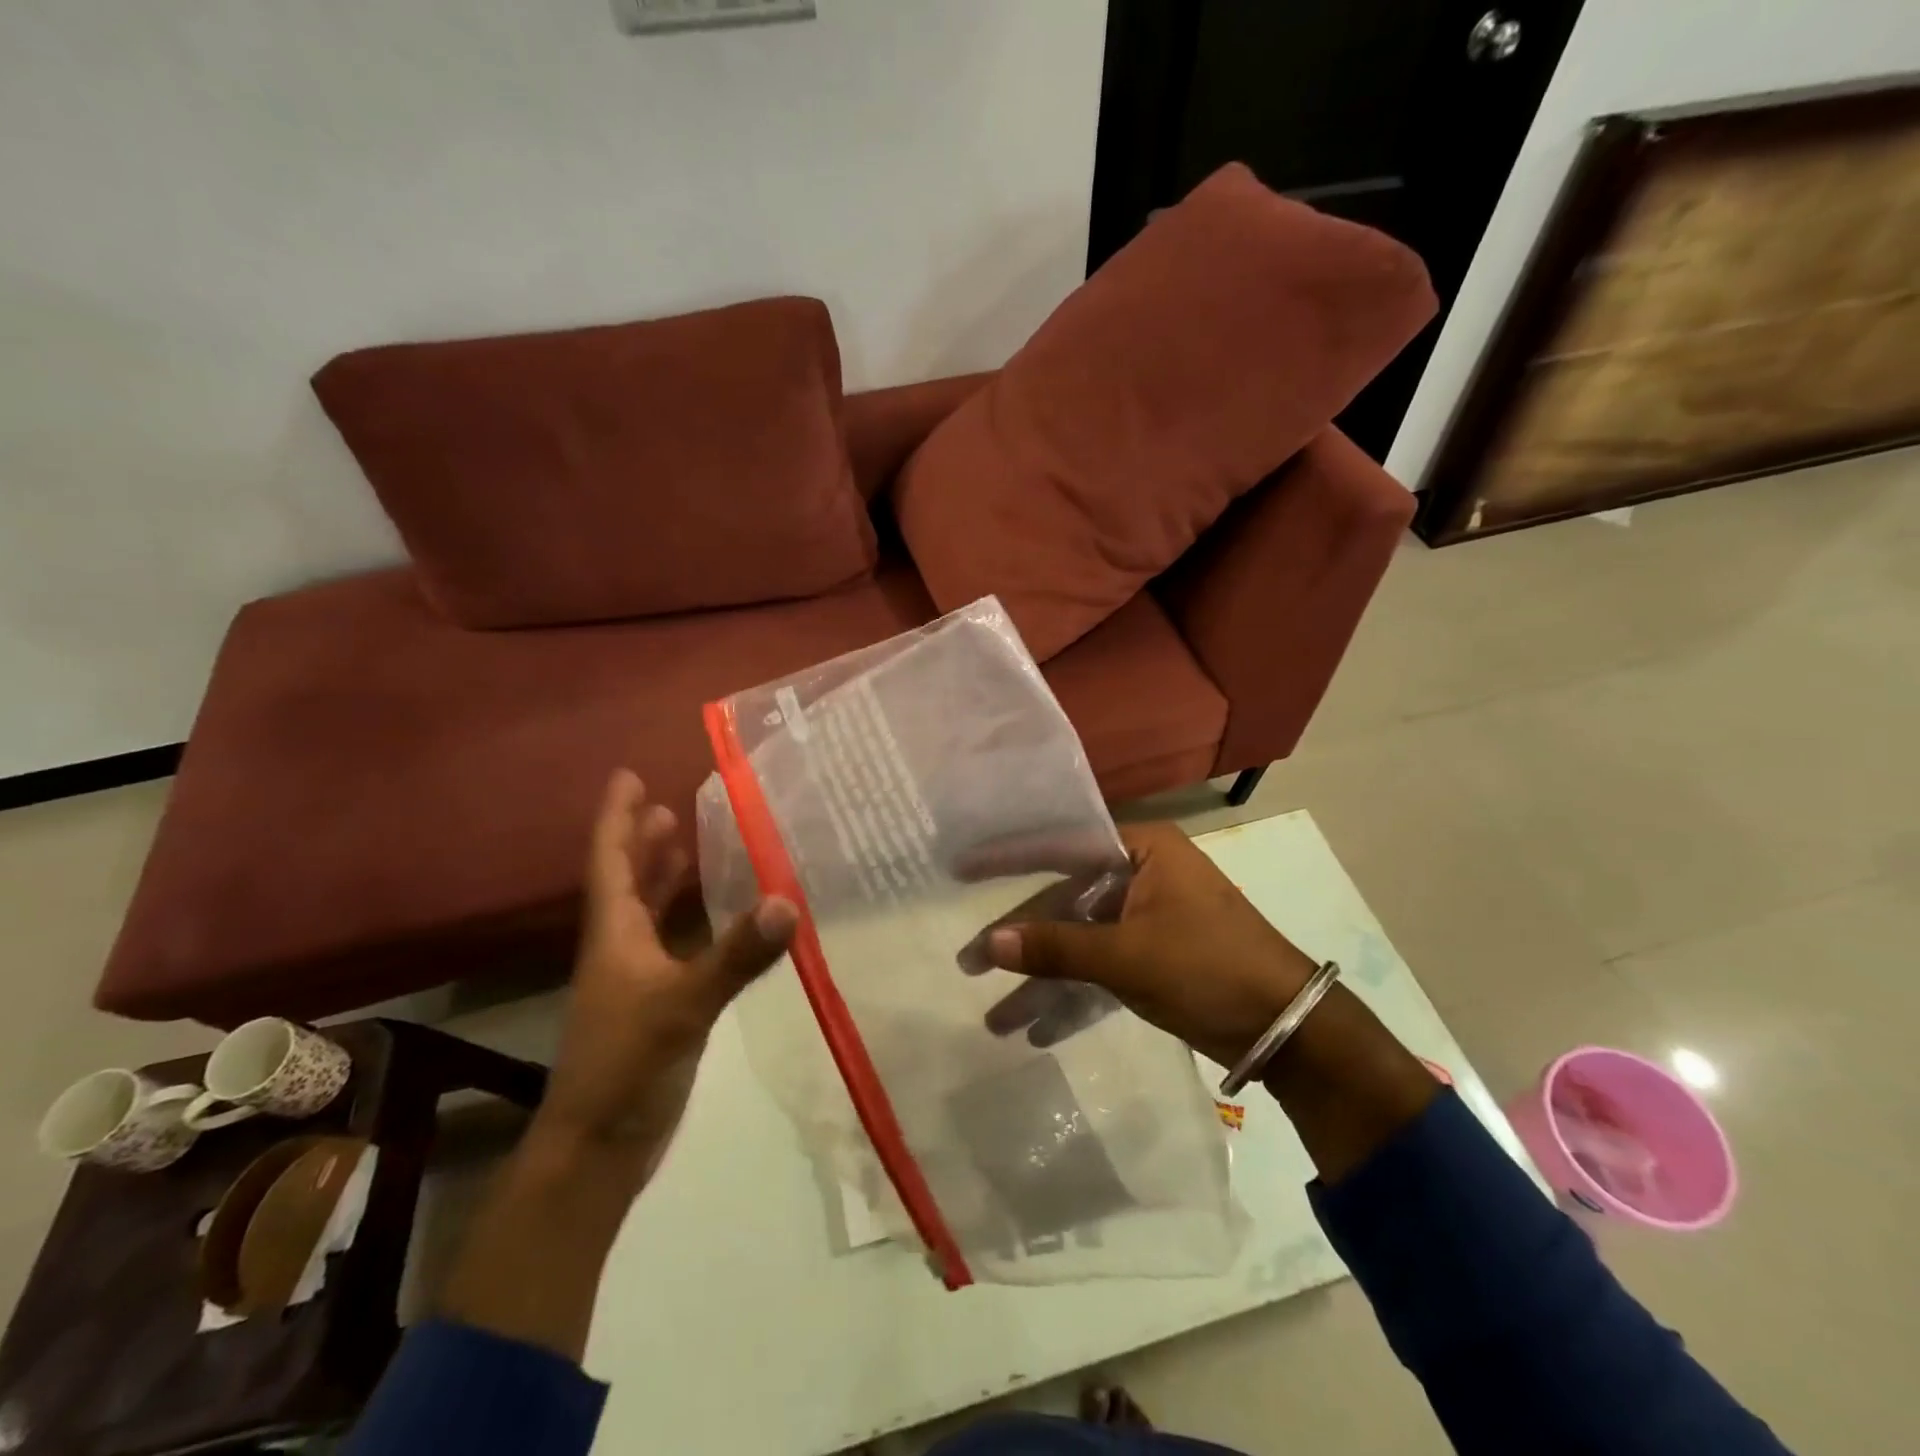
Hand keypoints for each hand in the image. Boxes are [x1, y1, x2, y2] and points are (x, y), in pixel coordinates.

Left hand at [535, 770, 797, 1180]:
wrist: (597, 1151)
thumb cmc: (625, 1066)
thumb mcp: (683, 1006)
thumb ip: (735, 956)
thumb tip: (787, 902)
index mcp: (614, 936)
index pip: (611, 862)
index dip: (618, 818)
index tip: (627, 776)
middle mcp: (620, 949)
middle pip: (626, 881)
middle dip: (642, 841)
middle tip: (664, 804)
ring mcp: (635, 980)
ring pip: (646, 913)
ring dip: (661, 876)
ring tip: (683, 843)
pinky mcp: (655, 1006)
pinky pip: (671, 944)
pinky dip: (687, 921)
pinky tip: (712, 919)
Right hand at [982, 822, 1317, 1067]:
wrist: (1288, 1029)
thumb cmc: (1208, 967)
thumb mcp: (1127, 956)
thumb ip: (1057, 947)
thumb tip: (989, 944)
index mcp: (1142, 851)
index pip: (1062, 845)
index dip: (1010, 857)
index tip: (962, 865)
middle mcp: (1141, 876)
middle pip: (1065, 903)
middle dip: (1022, 941)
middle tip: (970, 964)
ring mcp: (1147, 920)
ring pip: (1081, 943)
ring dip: (1044, 981)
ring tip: (998, 1020)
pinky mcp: (1153, 960)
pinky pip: (1101, 971)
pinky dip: (1075, 997)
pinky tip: (1039, 1029)